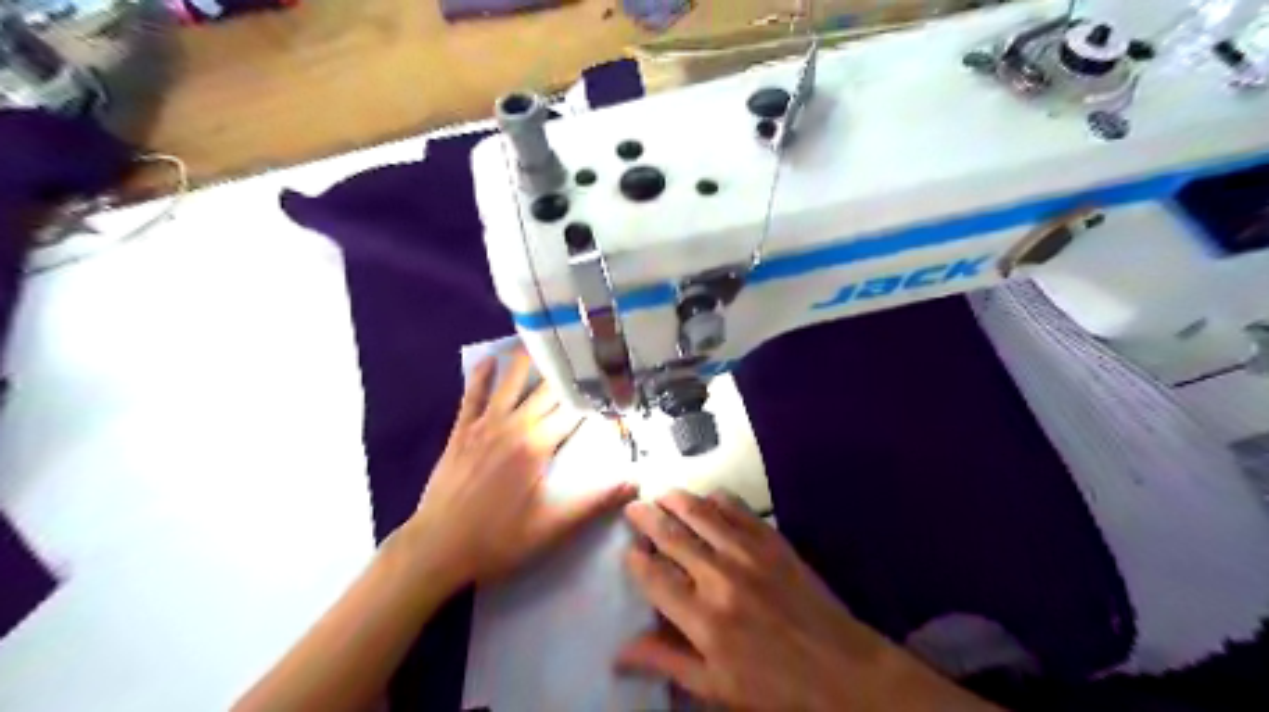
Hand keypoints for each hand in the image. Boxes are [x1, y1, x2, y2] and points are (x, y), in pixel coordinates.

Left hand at [405, 349, 640, 589]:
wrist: (437, 547)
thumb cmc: (499, 539)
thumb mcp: (553, 526)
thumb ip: (596, 502)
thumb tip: (636, 484)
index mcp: (538, 445)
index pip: (575, 412)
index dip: (597, 401)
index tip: (614, 388)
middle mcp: (514, 425)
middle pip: (547, 391)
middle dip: (569, 374)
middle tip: (587, 353)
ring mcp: (484, 425)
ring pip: (510, 383)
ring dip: (527, 362)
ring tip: (543, 340)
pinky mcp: (461, 431)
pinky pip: (473, 395)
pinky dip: (482, 376)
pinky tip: (489, 359)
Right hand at [620, 491, 994, 711]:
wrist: (842, 670)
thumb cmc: (775, 687)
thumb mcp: (716, 686)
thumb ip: (667, 662)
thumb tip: (619, 653)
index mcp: (703, 618)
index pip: (653, 576)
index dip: (635, 559)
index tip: (629, 552)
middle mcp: (719, 576)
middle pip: (672, 534)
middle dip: (647, 517)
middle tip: (633, 506)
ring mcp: (748, 552)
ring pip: (700, 512)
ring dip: (676, 499)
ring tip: (662, 494)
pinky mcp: (772, 540)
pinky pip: (736, 508)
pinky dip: (715, 498)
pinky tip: (707, 498)